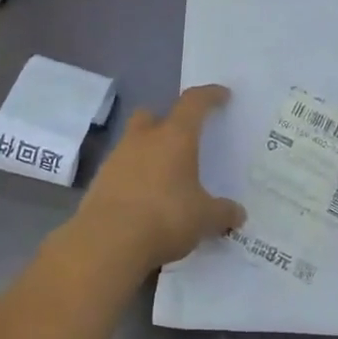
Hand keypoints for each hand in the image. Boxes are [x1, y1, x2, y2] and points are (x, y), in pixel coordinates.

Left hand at [71, 85, 244, 273]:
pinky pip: (121, 171)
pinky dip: (133, 179)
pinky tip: (144, 201)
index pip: (193, 102)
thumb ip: (223, 212)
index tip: (222, 95)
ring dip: (148, 153)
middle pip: (152, 115)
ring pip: (134, 143)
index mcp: (174, 137)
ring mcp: (116, 159)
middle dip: (166, 122)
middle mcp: (143, 139)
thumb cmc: (165, 217)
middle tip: (182, 139)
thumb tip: (238, 214)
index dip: (209, 95)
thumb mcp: (204, 218)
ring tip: (165, 178)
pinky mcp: (98, 183)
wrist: (107, 243)